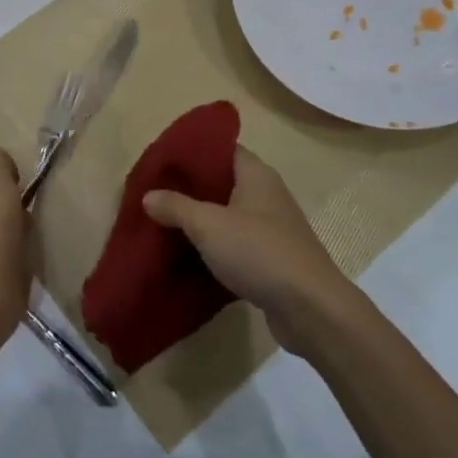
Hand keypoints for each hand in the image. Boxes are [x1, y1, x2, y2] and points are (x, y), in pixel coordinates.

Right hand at [143, 147, 356, 355]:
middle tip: (155, 195)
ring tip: (164, 224)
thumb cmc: (259, 252)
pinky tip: (190, 256)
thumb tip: (148, 195)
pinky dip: (215, 247)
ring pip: (229, 215)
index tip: (163, 161)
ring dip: (201, 220)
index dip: (194, 152)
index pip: (224, 149)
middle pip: (223, 182)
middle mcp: (267, 195)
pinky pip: (236, 244)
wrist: (310, 308)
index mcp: (256, 175)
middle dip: (191, 189)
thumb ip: (176, 207)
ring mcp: (272, 228)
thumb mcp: (208, 225)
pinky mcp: (272, 259)